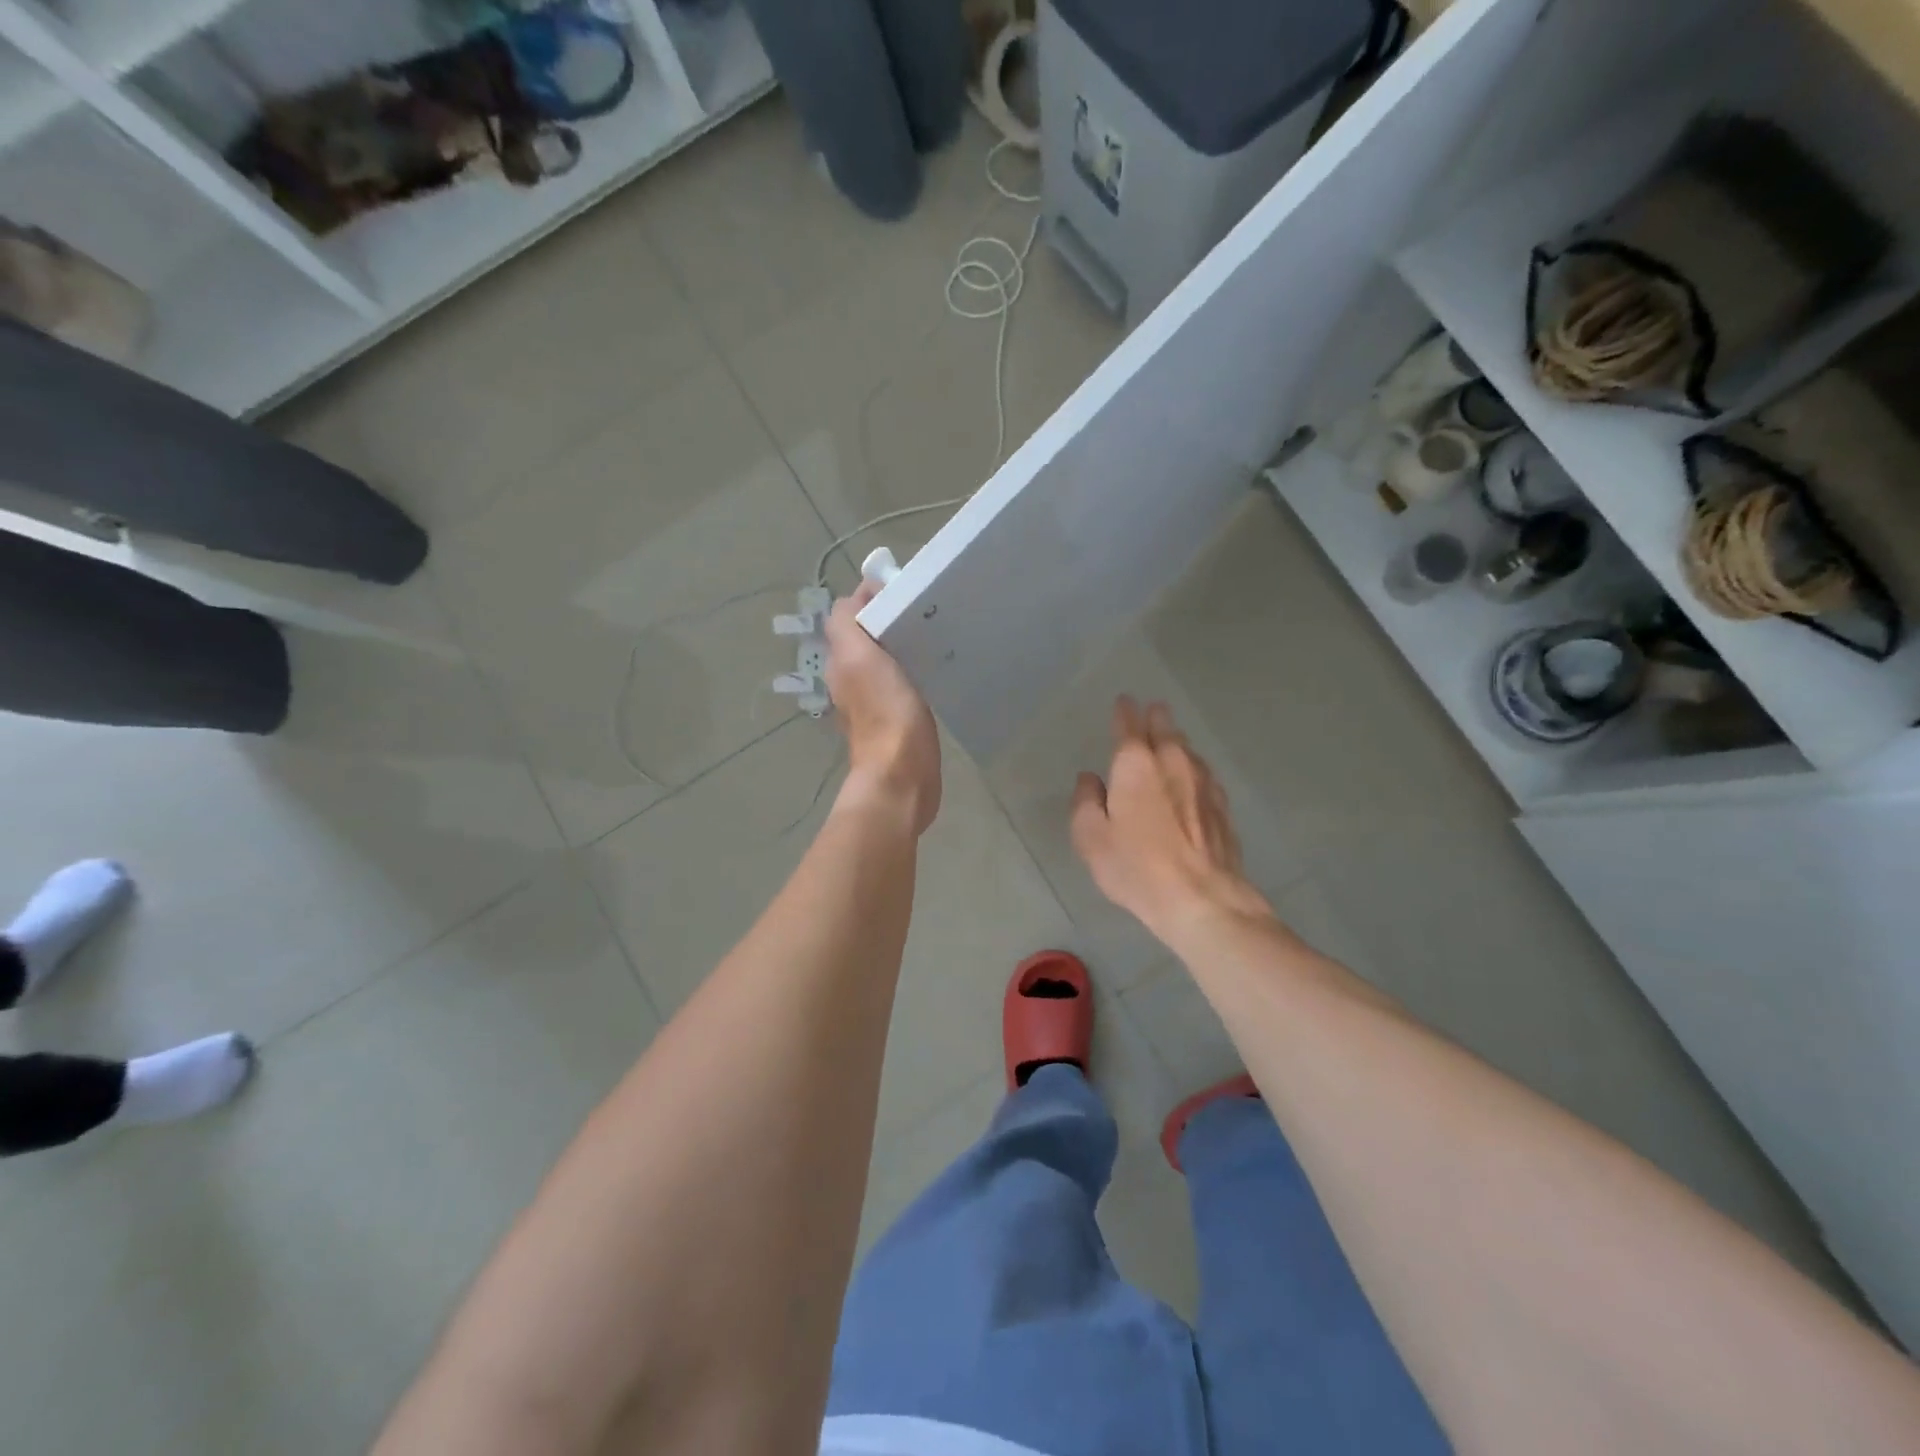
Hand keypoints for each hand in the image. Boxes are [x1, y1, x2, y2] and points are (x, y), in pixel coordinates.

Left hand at [825, 580, 941, 835]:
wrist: (902, 774)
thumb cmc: (884, 712)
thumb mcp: (859, 657)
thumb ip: (847, 623)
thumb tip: (858, 594)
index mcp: (841, 662)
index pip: (850, 616)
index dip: (872, 597)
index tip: (904, 587)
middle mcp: (852, 679)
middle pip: (868, 637)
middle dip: (891, 619)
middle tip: (925, 609)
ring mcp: (876, 701)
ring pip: (887, 659)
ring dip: (905, 644)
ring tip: (935, 632)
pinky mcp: (899, 718)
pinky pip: (904, 682)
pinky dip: (915, 670)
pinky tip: (936, 667)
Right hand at [1071, 697, 1270, 941]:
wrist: (1202, 899)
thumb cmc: (1136, 867)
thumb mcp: (1090, 837)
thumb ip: (1085, 801)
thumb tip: (1090, 779)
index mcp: (1135, 764)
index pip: (1128, 724)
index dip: (1123, 711)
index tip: (1123, 702)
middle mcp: (1172, 761)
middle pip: (1165, 727)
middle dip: (1154, 716)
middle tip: (1149, 712)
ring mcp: (1203, 782)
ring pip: (1187, 749)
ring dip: (1176, 741)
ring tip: (1169, 741)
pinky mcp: (1222, 806)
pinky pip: (1203, 774)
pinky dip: (1193, 769)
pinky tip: (1192, 779)